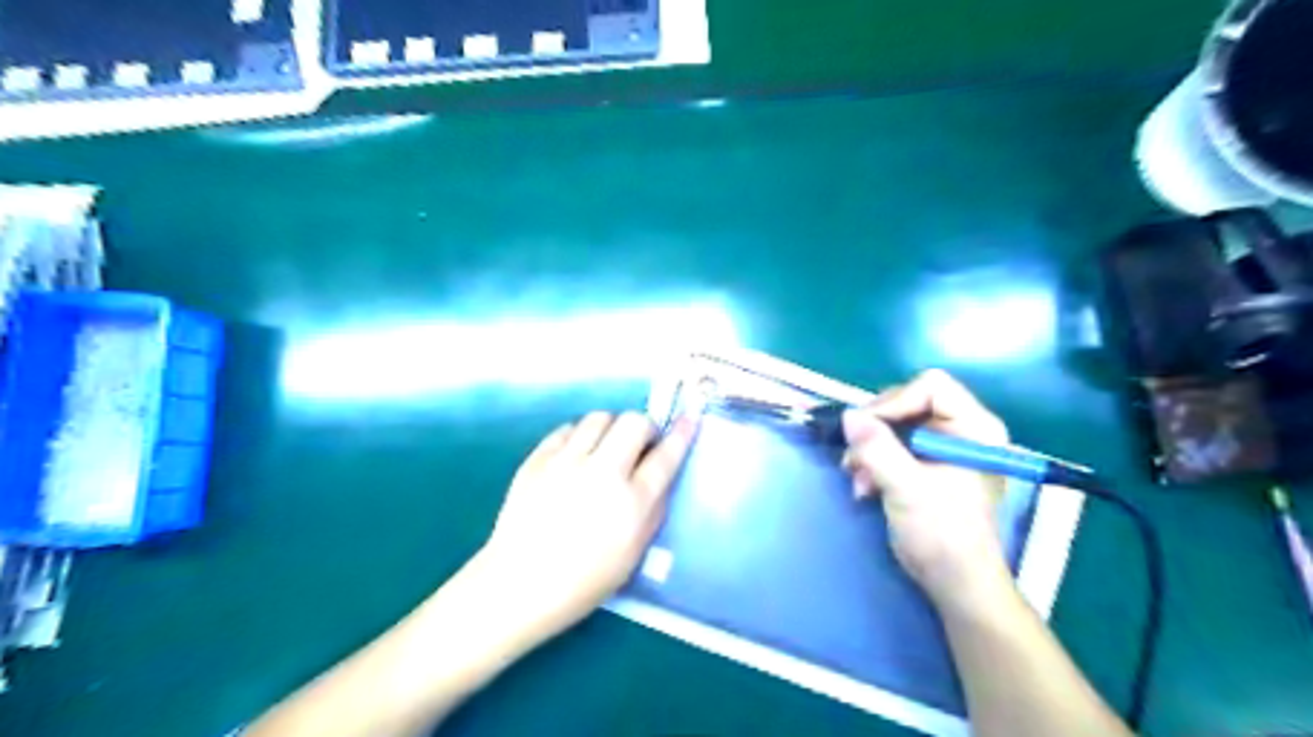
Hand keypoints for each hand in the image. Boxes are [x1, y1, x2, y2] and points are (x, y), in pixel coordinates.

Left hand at [472, 412, 695, 642]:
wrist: (518, 584)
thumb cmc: (583, 581)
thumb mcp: (634, 554)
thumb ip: (654, 510)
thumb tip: (661, 475)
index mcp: (631, 503)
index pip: (665, 455)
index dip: (681, 433)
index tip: (689, 418)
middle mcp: (602, 473)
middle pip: (633, 422)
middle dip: (643, 428)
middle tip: (639, 445)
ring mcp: (566, 462)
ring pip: (599, 417)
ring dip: (611, 429)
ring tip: (605, 449)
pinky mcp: (537, 459)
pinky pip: (567, 429)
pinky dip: (579, 436)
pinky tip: (576, 456)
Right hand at [839, 371, 1013, 605]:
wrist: (954, 582)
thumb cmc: (942, 534)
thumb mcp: (906, 488)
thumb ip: (877, 449)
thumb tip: (848, 416)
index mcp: (974, 428)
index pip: (931, 387)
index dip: (894, 402)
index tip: (867, 429)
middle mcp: (961, 430)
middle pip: (907, 402)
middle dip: (876, 429)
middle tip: (855, 455)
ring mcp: (943, 447)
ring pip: (894, 424)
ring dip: (869, 449)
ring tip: (856, 478)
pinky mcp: (927, 464)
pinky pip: (892, 444)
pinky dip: (873, 461)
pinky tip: (863, 485)